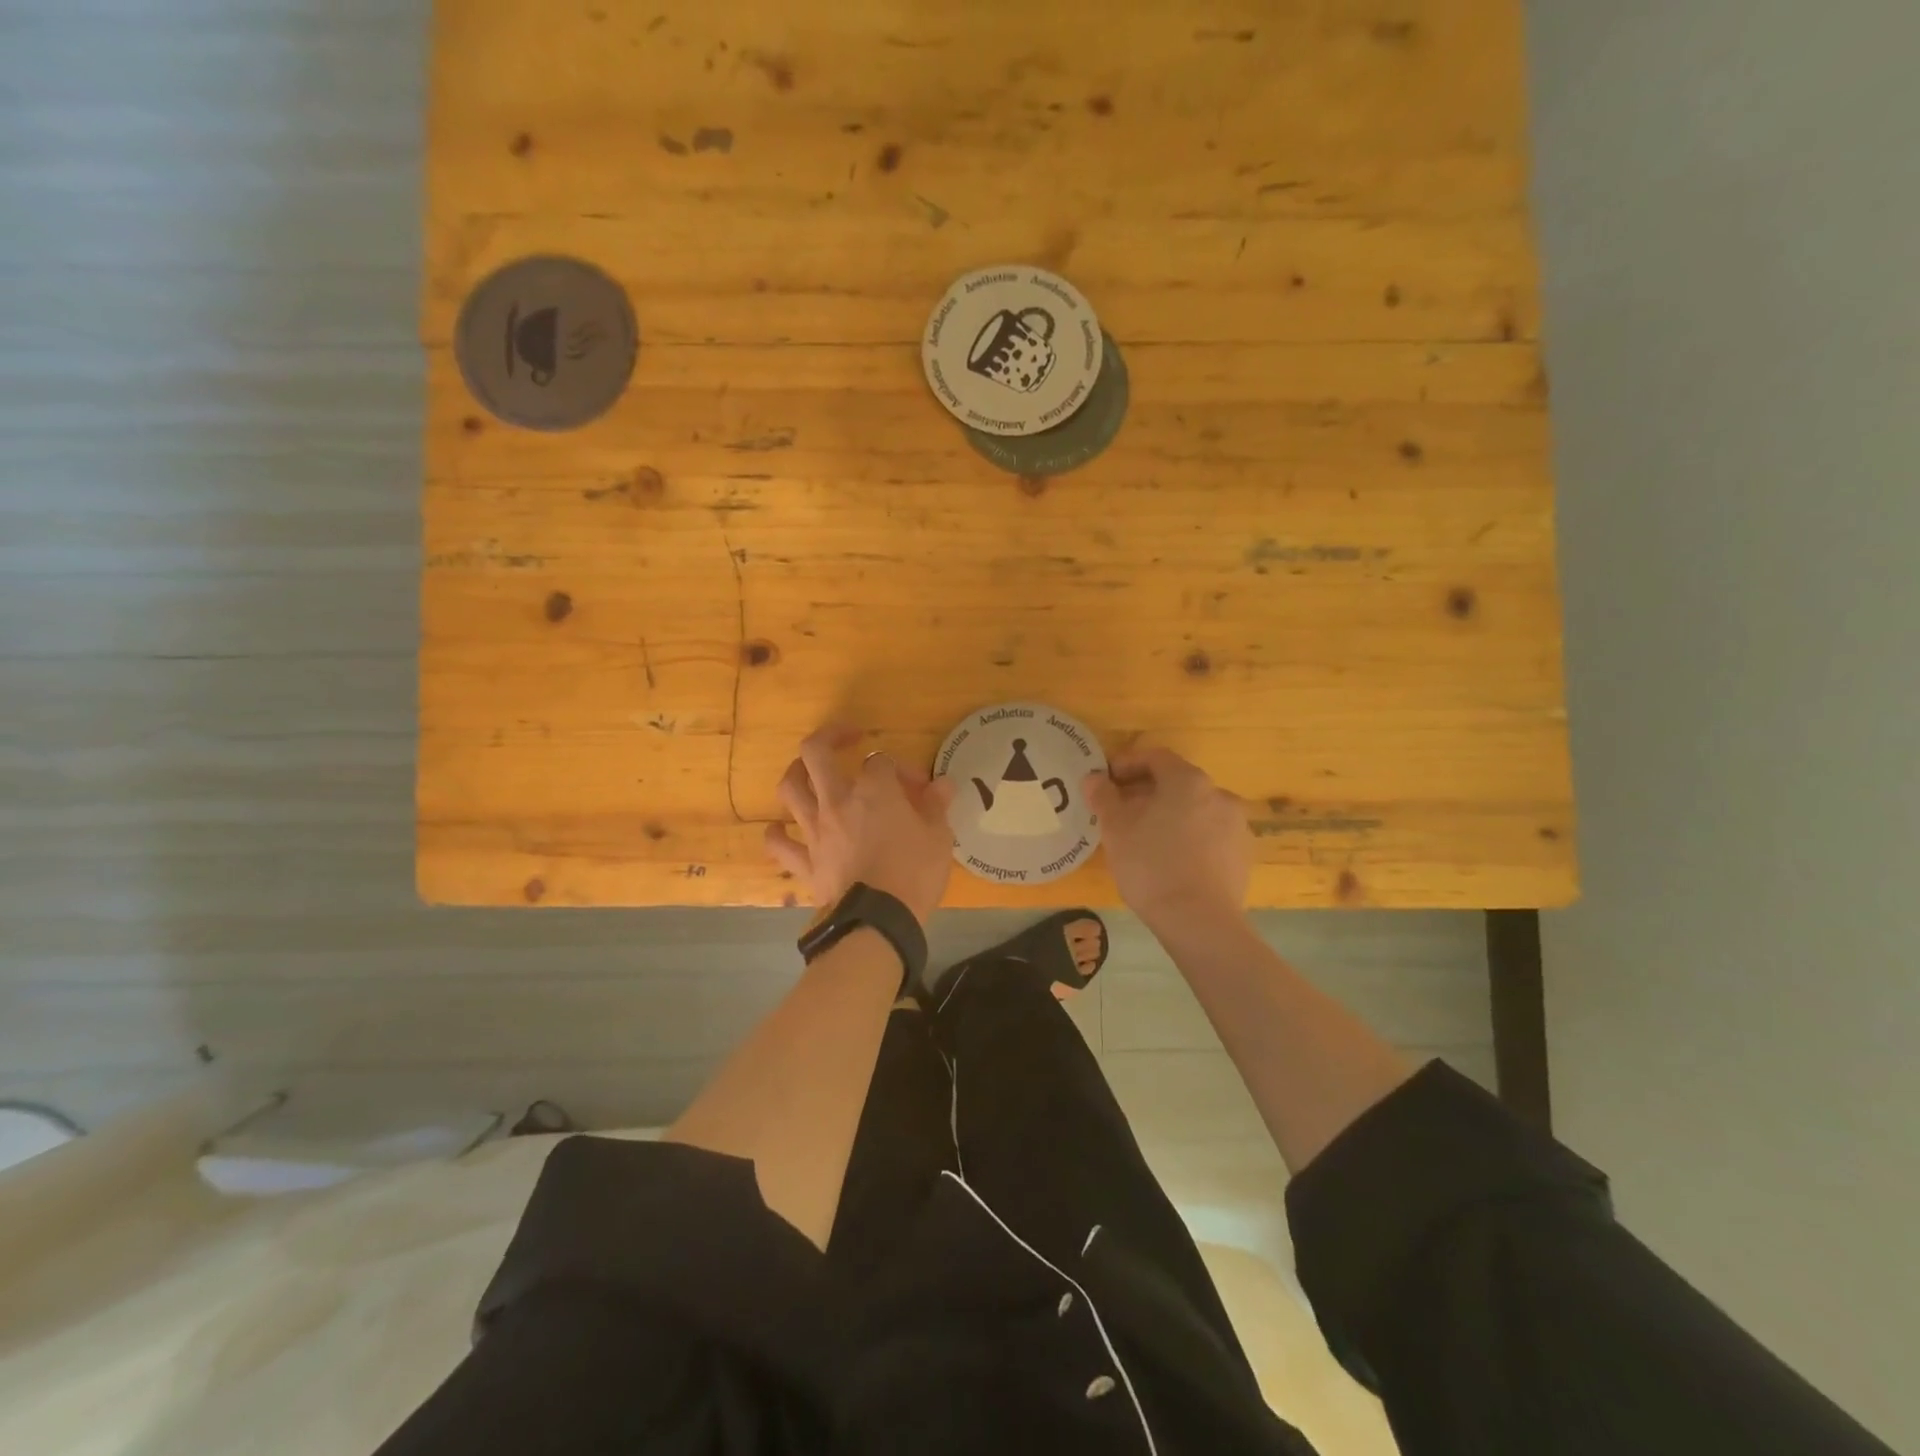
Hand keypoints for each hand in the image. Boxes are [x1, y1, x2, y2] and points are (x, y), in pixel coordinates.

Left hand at [765, 724, 956, 925]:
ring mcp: (815, 830)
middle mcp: (837, 801)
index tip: (920, 788)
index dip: (901, 769)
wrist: (879, 922)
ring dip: (796, 772)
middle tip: (847, 738)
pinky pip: (781, 844)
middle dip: (829, 738)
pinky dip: (778, 833)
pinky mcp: (804, 861)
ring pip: (791, 788)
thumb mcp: (939, 838)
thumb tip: (943, 784)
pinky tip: (781, 828)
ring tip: (807, 771)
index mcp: (874, 791)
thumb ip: (937, 806)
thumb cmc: (914, 874)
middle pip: (816, 753)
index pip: (882, 761)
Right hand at [1085, 747, 1251, 929]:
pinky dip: (1188, 837)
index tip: (1106, 780)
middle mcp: (1219, 794)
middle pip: (1177, 783)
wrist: (1200, 921)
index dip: (1127, 763)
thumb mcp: (1115, 828)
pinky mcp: (1242, 856)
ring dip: (1169, 815)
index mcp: (1188, 781)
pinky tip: (1170, 859)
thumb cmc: (1151, 865)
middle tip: (1120, 810)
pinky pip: (1209, 835)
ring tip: (1143, 837)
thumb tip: (1094, 779)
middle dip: (1146, 792)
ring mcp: (1236, 826)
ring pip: (1194, 810)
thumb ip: (1104, 796)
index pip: (1155, 757)